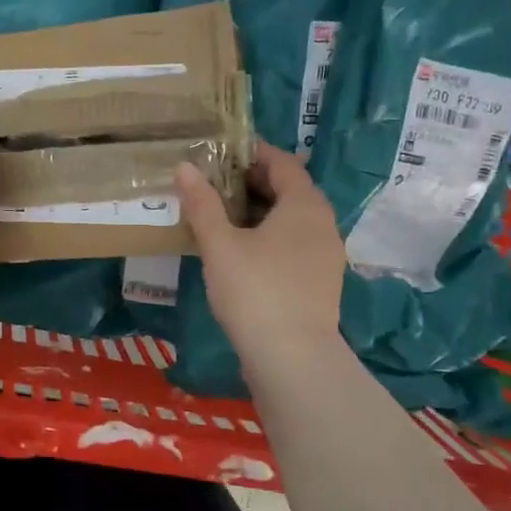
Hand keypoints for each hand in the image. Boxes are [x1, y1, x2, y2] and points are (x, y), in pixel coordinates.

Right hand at [176, 142, 347, 380]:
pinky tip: (241, 253)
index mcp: (304, 205)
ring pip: (291, 220)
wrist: (293, 358)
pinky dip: (269, 237)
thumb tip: (184, 167)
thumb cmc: (255, 290)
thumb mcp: (219, 244)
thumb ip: (202, 204)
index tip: (221, 152)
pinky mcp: (320, 282)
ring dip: (260, 212)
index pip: (282, 162)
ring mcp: (326, 255)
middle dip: (252, 183)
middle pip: (289, 190)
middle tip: (214, 184)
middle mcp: (323, 223)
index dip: (252, 153)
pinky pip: (294, 244)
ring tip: (222, 218)